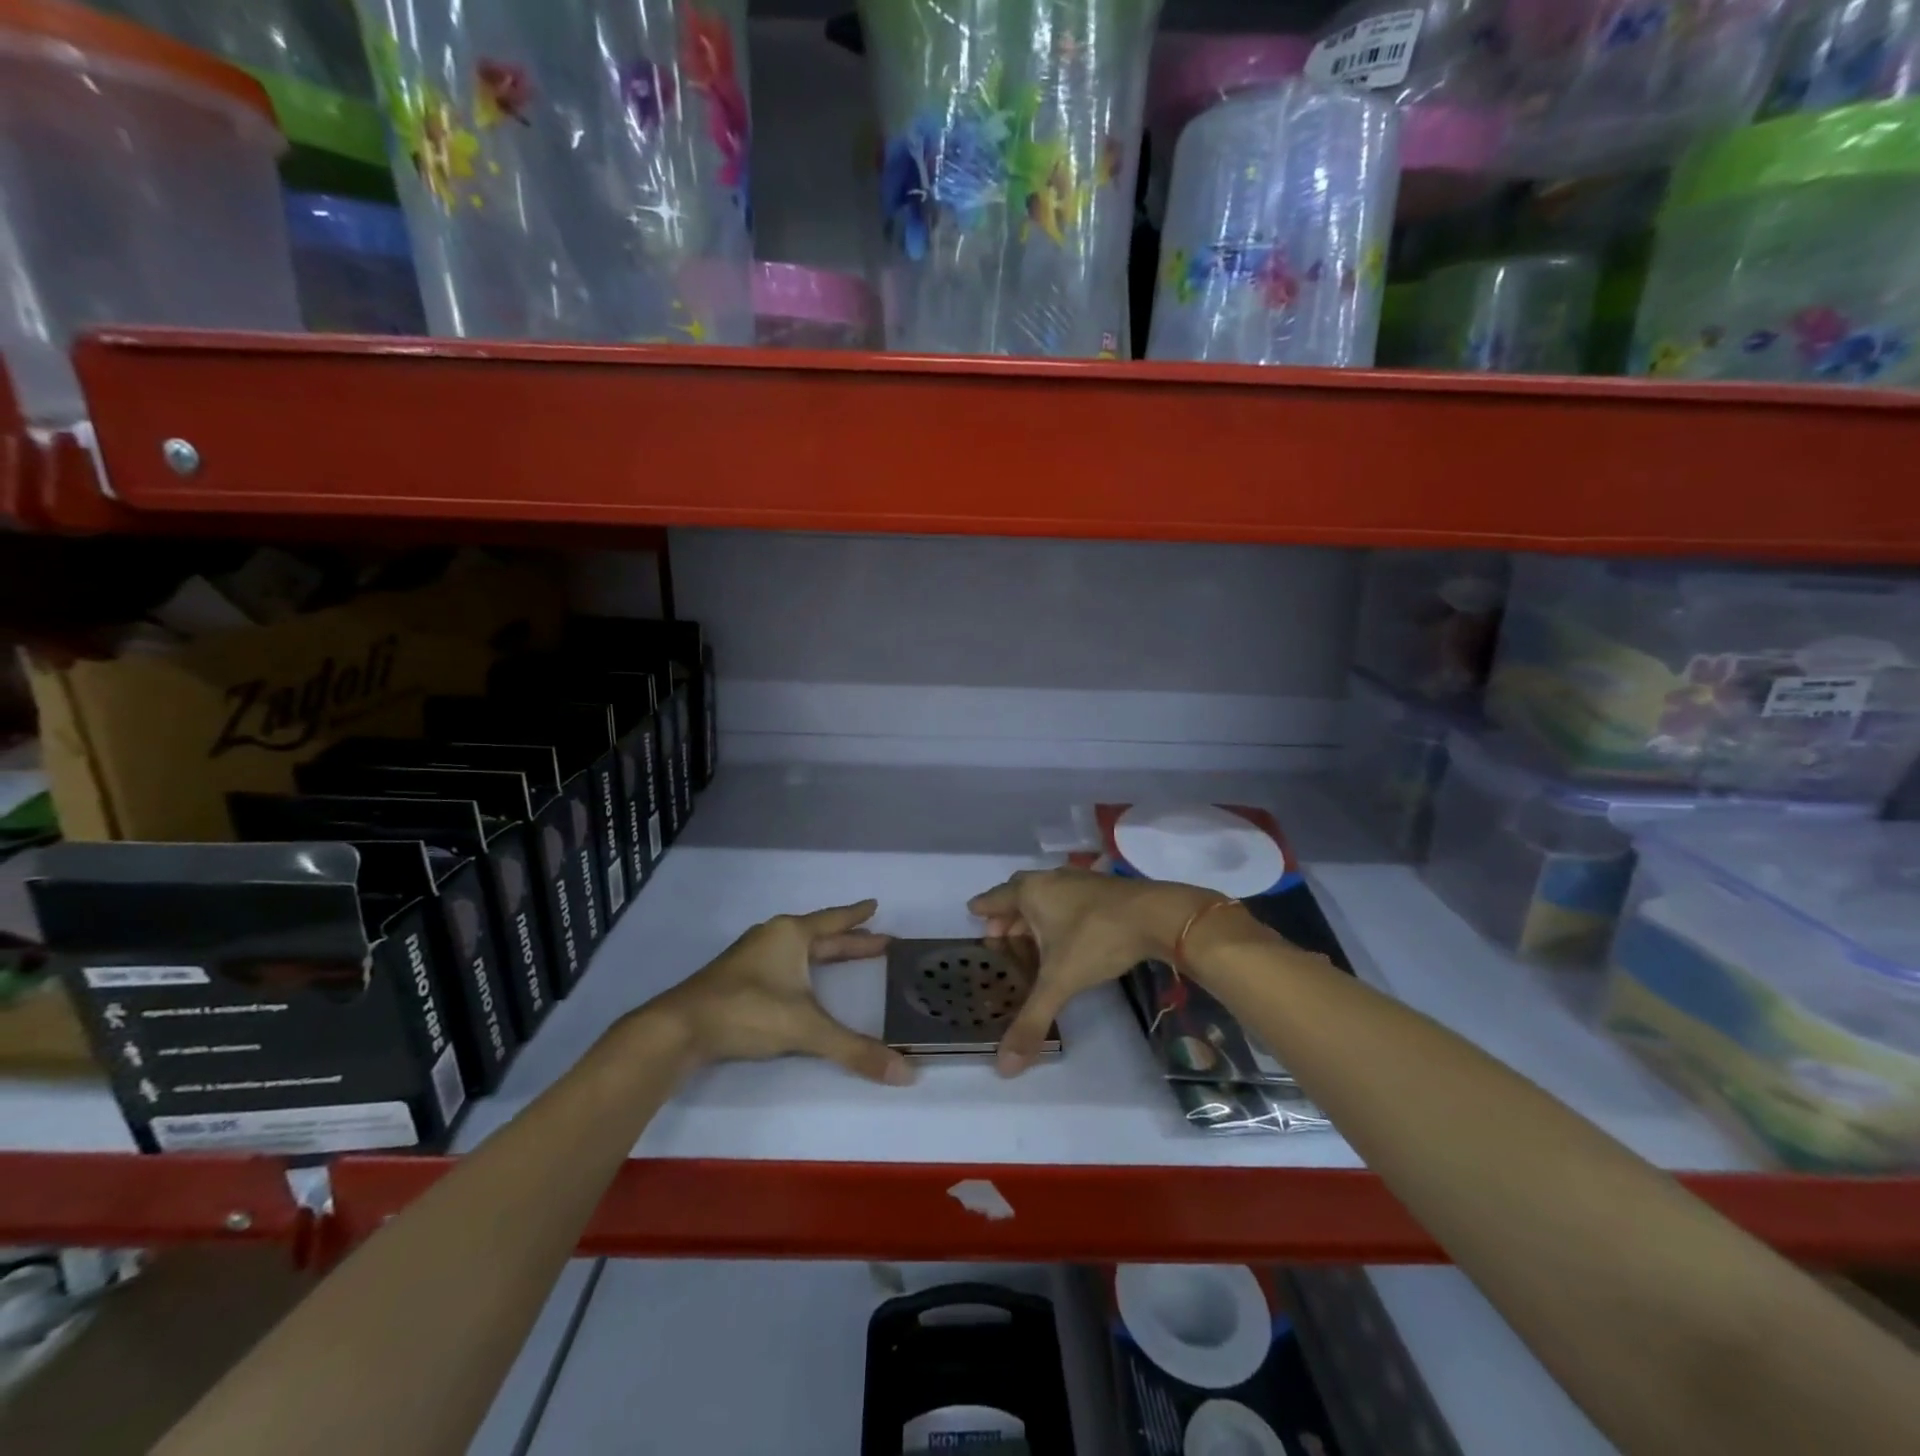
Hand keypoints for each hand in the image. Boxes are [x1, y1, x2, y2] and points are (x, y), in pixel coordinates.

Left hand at [644, 900, 914, 1084]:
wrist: (679, 1028)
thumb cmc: (748, 1012)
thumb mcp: (806, 1028)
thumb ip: (854, 1050)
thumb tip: (905, 1074)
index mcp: (791, 935)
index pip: (834, 921)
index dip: (857, 916)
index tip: (875, 905)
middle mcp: (772, 937)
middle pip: (819, 934)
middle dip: (848, 940)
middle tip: (877, 941)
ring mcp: (751, 956)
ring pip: (797, 948)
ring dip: (822, 952)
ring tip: (841, 957)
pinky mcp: (736, 977)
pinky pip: (781, 962)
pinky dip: (801, 966)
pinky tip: (800, 980)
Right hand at [968, 868, 1218, 1076]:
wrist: (1157, 915)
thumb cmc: (1097, 939)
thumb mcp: (1060, 981)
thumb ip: (1032, 1020)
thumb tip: (1003, 1067)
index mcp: (1031, 892)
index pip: (996, 897)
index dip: (983, 907)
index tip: (971, 912)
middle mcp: (1050, 880)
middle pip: (1019, 893)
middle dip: (1007, 915)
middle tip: (998, 936)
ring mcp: (1078, 881)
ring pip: (1045, 895)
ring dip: (1033, 915)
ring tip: (1029, 940)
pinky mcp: (1101, 890)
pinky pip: (1066, 900)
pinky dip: (1057, 915)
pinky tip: (1065, 935)